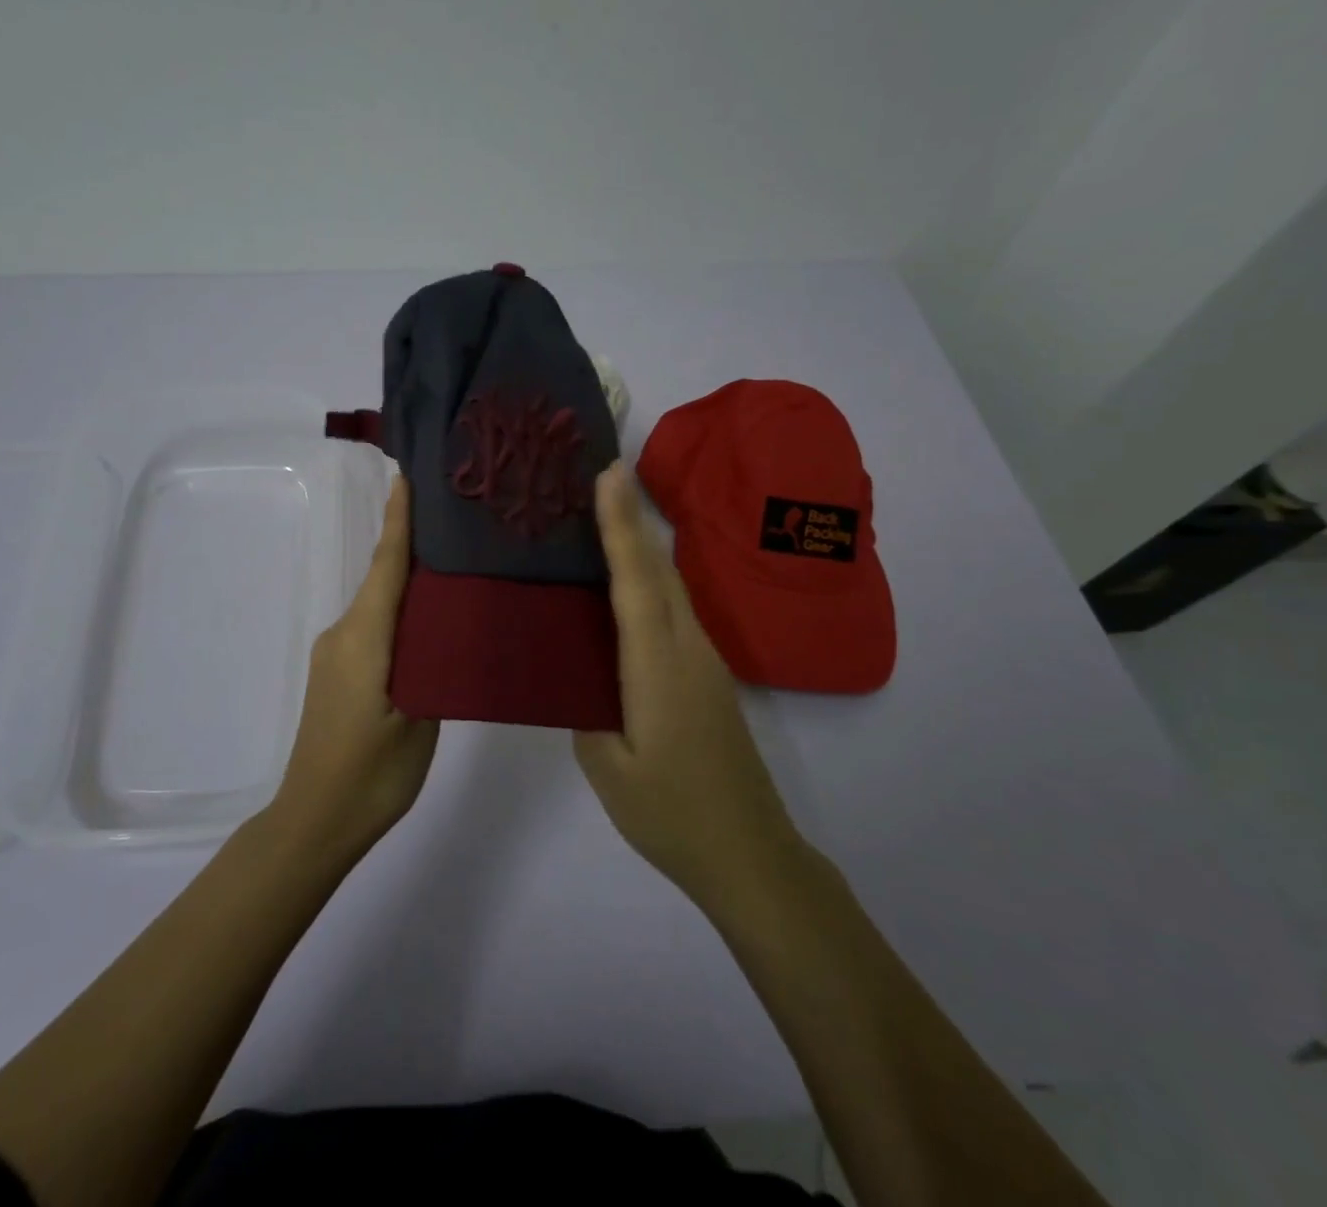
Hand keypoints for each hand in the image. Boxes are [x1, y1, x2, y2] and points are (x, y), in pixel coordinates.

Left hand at [270, 474, 437, 862]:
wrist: (312, 822)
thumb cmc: (370, 775)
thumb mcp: (419, 722)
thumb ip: (433, 666)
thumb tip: (446, 628)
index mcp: (363, 638)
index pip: (385, 566)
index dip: (398, 521)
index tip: (408, 479)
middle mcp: (342, 634)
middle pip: (380, 578)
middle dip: (411, 545)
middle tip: (456, 522)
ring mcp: (335, 653)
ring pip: (377, 604)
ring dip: (406, 582)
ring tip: (452, 570)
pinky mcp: (336, 673)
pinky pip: (371, 627)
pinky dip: (397, 613)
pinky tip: (426, 623)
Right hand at [575, 462, 806, 911]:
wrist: (749, 853)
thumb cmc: (672, 814)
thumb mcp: (609, 769)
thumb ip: (585, 709)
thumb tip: (577, 671)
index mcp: (658, 666)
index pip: (636, 580)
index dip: (619, 524)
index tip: (607, 473)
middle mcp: (688, 648)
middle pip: (659, 568)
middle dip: (631, 516)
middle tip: (598, 474)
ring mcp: (704, 660)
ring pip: (670, 585)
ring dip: (640, 543)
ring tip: (604, 513)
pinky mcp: (707, 674)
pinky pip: (674, 609)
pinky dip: (649, 577)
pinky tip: (624, 581)